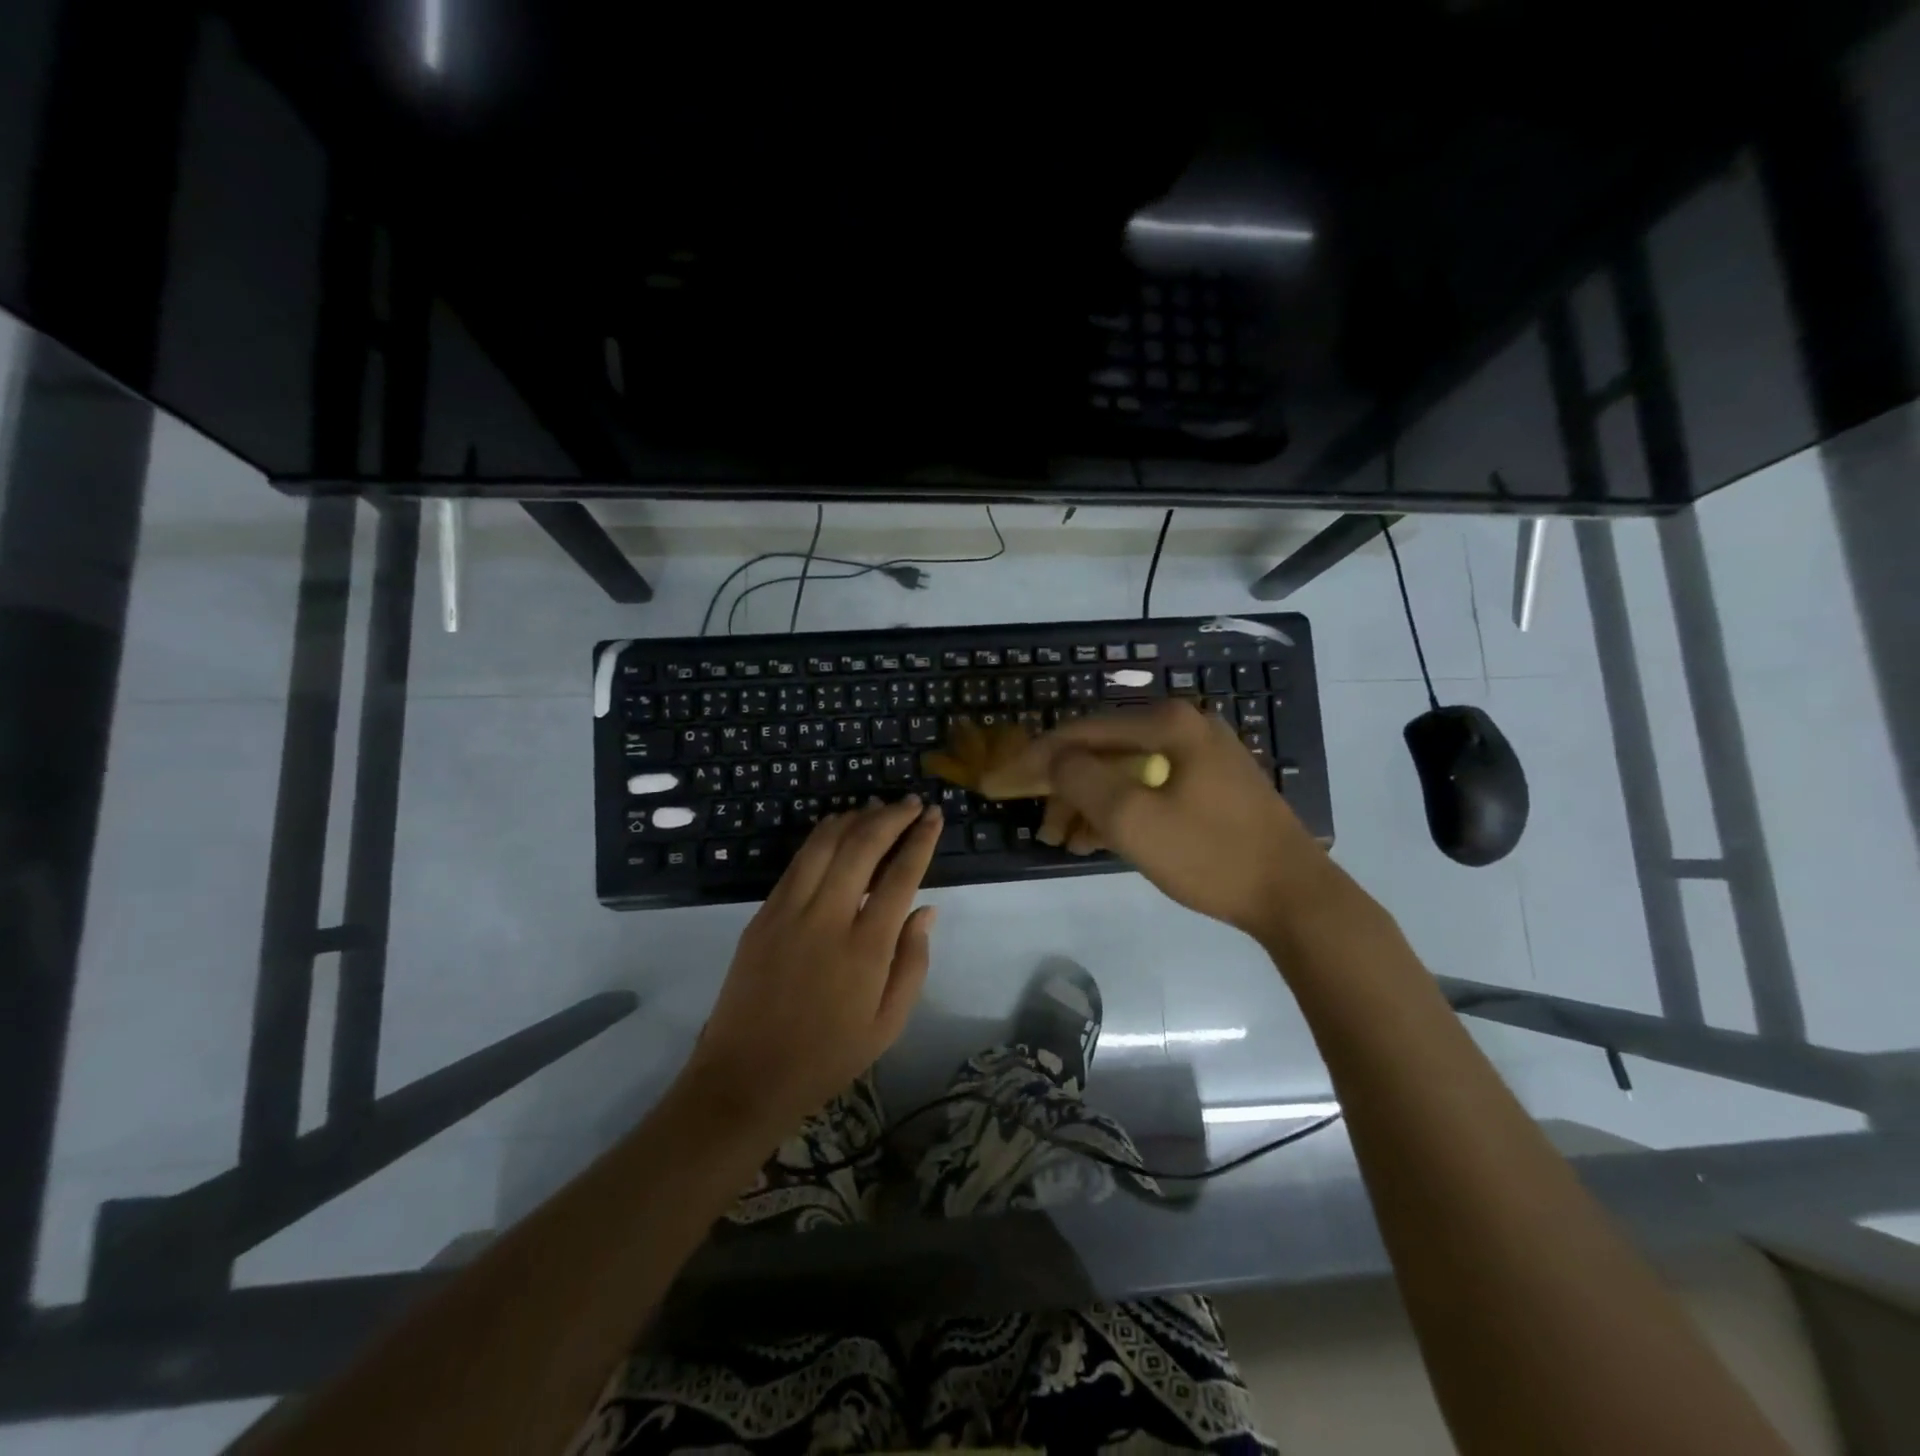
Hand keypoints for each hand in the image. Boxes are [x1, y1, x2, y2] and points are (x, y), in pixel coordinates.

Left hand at [682, 797, 942, 1135]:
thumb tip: (927, 910)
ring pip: (824, 844)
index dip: (920, 839)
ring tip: (877, 807)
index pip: (900, 875)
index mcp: (865, 948)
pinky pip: (797, 862)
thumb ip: (912, 962)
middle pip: (862, 846)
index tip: (933, 816)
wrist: (745, 1079)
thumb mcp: (888, 1024)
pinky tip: (837, 831)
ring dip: (854, 818)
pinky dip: (822, 837)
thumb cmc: (827, 1057)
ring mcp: (788, 911)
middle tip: (910, 803)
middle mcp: (827, 918)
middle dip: (891, 817)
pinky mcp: (762, 914)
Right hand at [1019, 700, 1328, 937]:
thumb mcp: (1133, 819)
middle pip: (1104, 751)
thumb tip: (1053, 757)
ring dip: (1091, 803)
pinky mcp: (1212, 784)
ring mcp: (1202, 755)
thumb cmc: (1210, 855)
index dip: (1038, 759)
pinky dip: (1122, 810)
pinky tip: (1100, 839)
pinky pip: (1151, 787)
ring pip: (1126, 772)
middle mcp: (1185, 727)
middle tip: (1044, 829)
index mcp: (1167, 724)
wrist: (1294, 896)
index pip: (1082, 732)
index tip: (1004, 783)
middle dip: (1066, 788)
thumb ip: (1082, 780)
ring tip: (1067, 841)